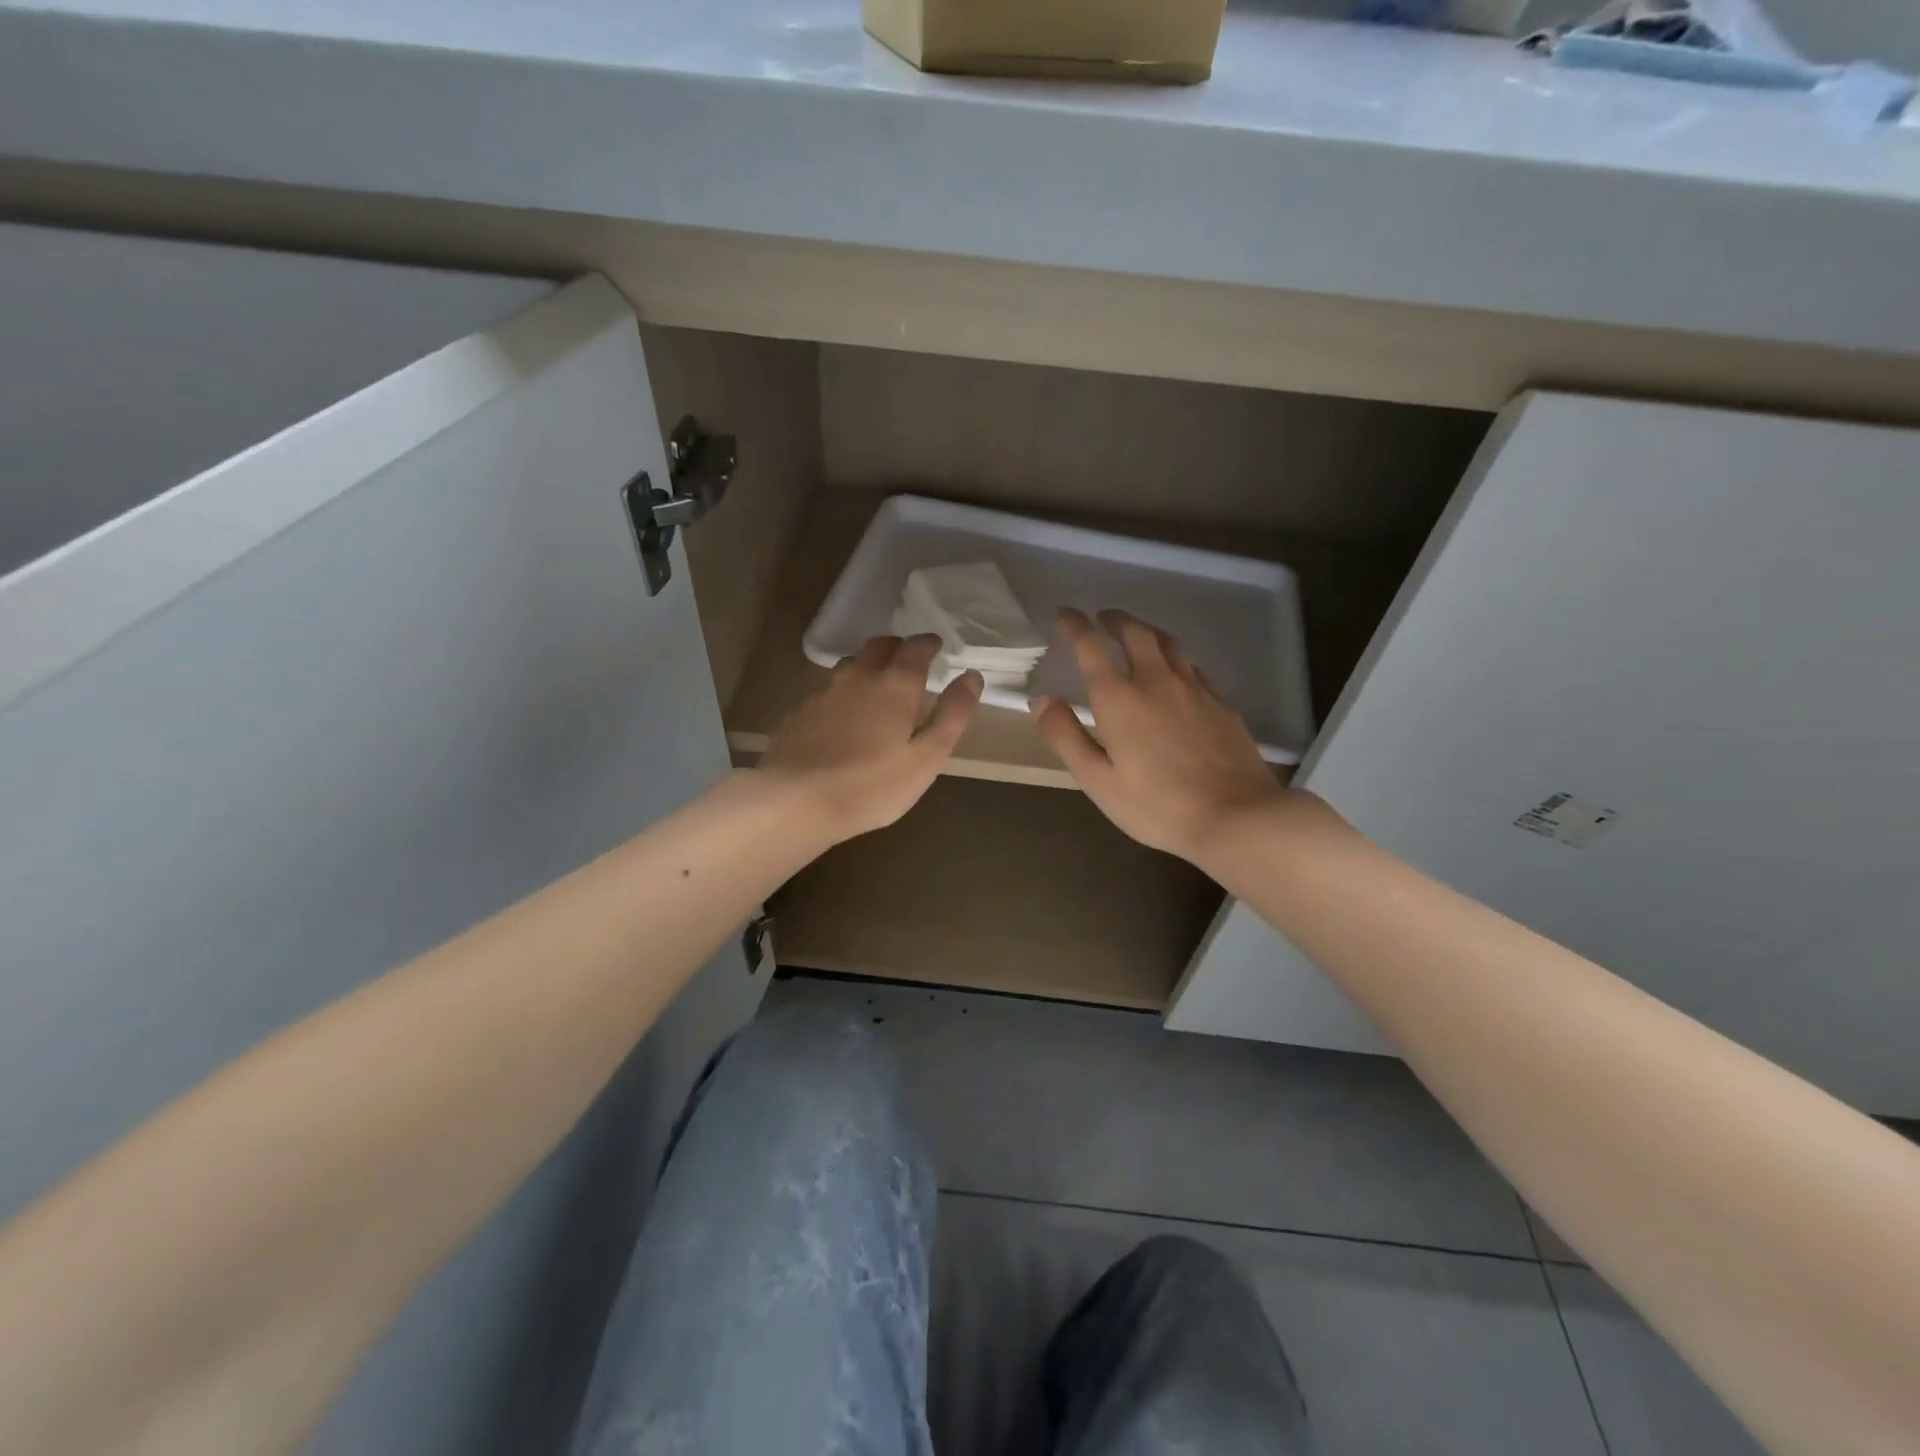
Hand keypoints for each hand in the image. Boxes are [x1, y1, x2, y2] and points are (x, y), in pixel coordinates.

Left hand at [758, 634, 982, 843]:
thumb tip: (971, 676)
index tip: (937, 645)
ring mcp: (824, 692)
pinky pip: (828, 688)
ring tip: (878, 682)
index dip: (929, 644)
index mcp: (894, 685)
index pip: (916, 648)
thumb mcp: (927, 757)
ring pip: (850, 664)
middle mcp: (858, 677)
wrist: (796, 801)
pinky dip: (844, 690)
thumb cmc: (872, 785)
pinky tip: (844, 713)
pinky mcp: (800, 712)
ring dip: (868, 664)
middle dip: (898, 646)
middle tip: (909, 658)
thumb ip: (952, 715)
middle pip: (879, 646)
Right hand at [1030, 609, 1282, 864]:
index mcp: (1120, 697)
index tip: (1065, 614)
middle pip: (1135, 632)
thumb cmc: (1156, 805)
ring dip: (1145, 630)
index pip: (1091, 645)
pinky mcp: (1220, 701)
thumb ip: (1065, 736)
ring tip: (1135, 632)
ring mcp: (1194, 687)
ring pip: (1168, 642)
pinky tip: (1174, 669)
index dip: (1075, 624)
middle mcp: (1156, 680)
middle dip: (1114, 619)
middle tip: (1102, 617)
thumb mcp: (1097, 780)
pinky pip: (1192, 664)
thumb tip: (1040, 698)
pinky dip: (1173, 655)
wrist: (1235, 816)